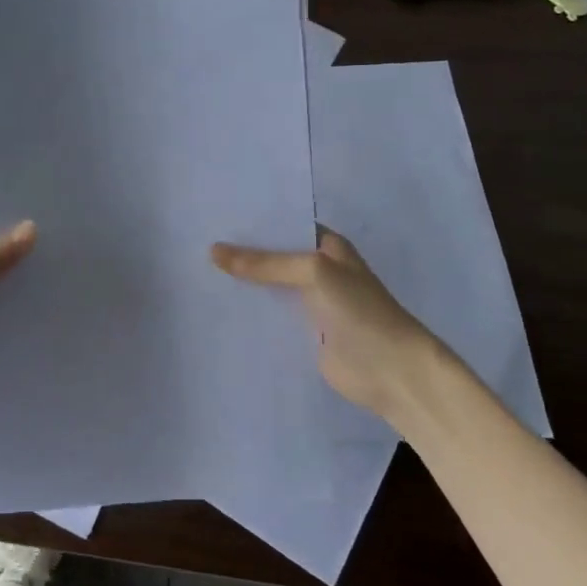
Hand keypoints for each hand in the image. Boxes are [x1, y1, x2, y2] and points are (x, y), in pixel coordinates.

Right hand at [212, 227, 450, 423]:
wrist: (392, 371)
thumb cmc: (360, 311)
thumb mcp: (313, 273)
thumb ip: (264, 263)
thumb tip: (213, 250)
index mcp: (327, 246)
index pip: (284, 225)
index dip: (253, 220)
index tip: (214, 214)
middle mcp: (318, 270)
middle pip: (272, 257)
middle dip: (240, 252)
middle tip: (194, 242)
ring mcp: (310, 304)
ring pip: (268, 287)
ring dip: (241, 284)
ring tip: (195, 273)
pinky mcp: (302, 334)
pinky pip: (269, 317)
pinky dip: (248, 313)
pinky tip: (216, 308)